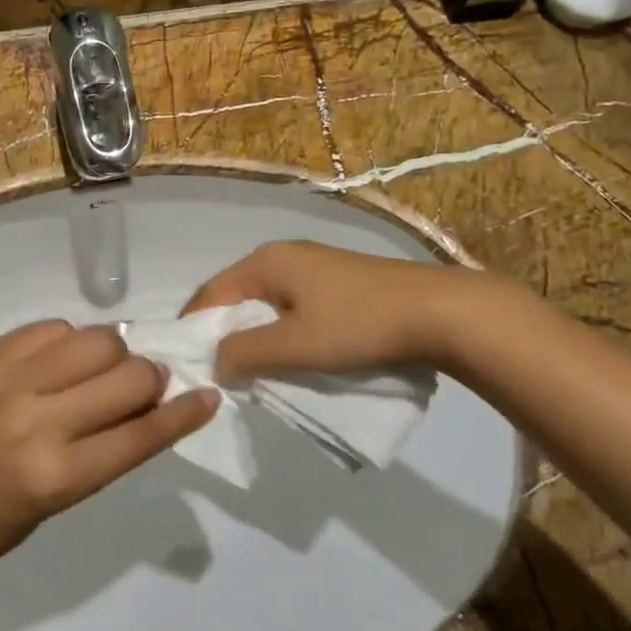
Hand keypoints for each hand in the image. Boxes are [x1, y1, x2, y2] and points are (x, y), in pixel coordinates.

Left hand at [0, 320, 216, 574]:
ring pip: (94, 339)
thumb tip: (147, 396)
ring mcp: (6, 380)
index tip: (207, 396)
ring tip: (103, 369)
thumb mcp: (59, 501)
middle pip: (126, 375)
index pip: (140, 433)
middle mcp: (34, 420)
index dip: (183, 414)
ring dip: (114, 353)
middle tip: (147, 385)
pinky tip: (61, 360)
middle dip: (150, 378)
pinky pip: (51, 327)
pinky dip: (69, 341)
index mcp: (55, 474)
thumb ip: (104, 446)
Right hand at [185, 241, 502, 381]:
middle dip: (225, 335)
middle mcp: (283, 256)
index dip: (193, 329)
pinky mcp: (337, 283)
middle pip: (236, 297)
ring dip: (255, 336)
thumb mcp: (294, 345)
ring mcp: (313, 267)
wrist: (441, 313)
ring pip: (266, 304)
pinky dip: (282, 332)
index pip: (209, 293)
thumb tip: (214, 361)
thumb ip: (245, 353)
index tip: (189, 367)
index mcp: (265, 261)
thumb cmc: (359, 325)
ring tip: (254, 371)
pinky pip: (292, 307)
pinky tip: (292, 356)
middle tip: (221, 374)